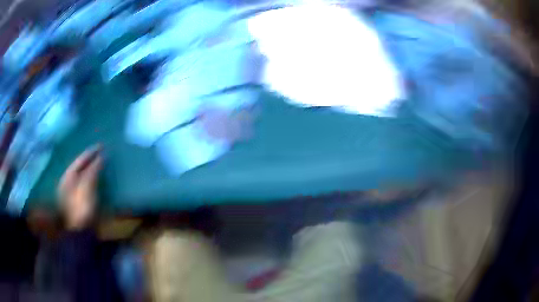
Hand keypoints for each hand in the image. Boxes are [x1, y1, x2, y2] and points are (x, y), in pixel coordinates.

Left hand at [58, 145, 102, 229]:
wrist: (80, 233)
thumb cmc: (82, 208)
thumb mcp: (87, 186)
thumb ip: (93, 170)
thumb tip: (101, 156)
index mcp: (68, 176)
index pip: (80, 159)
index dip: (91, 152)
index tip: (103, 146)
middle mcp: (68, 182)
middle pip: (80, 166)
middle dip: (91, 159)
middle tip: (102, 153)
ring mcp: (72, 193)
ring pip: (83, 176)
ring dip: (92, 169)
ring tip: (102, 164)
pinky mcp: (78, 202)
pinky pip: (85, 185)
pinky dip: (92, 180)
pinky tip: (98, 180)